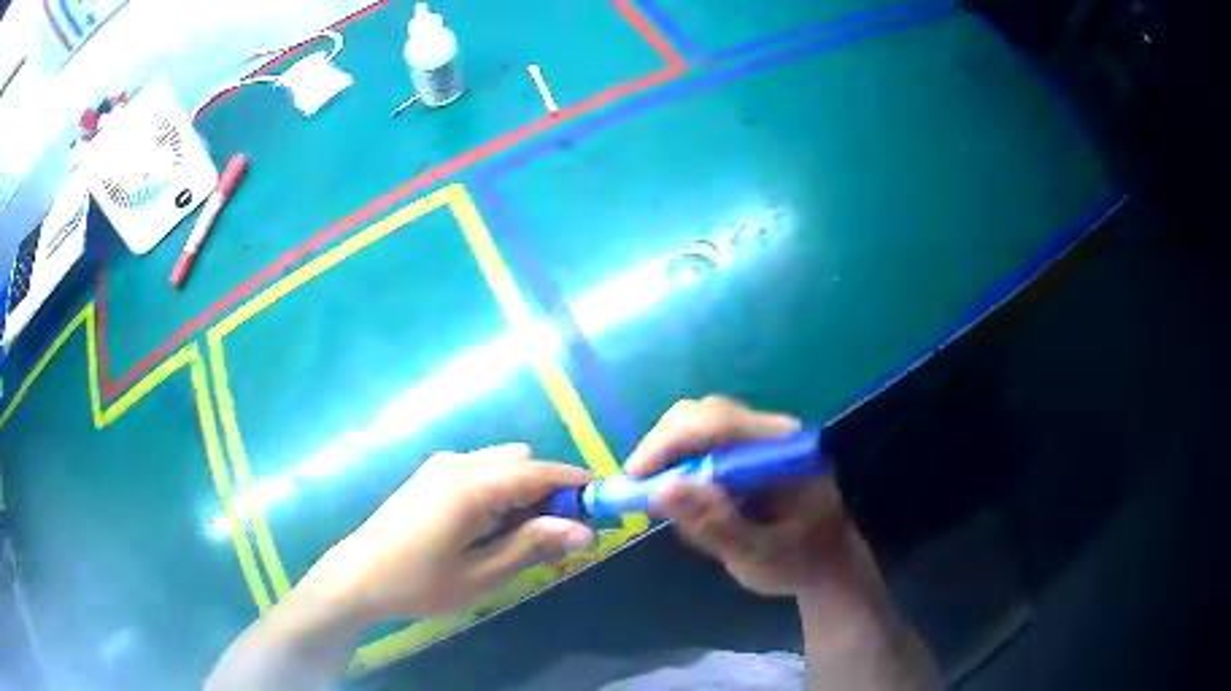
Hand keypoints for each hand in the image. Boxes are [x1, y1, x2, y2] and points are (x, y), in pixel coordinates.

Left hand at [309, 443, 594, 621]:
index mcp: (472, 485)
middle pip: (523, 461)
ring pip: (503, 463)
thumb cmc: (419, 582)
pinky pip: (481, 469)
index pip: (540, 471)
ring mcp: (441, 465)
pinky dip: (502, 489)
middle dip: (551, 489)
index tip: (605, 502)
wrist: (357, 575)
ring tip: (526, 534)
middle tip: (561, 532)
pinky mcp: (431, 474)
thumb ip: (533, 545)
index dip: (578, 483)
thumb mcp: (482, 574)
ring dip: (526, 489)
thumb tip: (586, 531)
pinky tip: (494, 526)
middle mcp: (459, 462)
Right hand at [627, 396, 856, 597]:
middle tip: (638, 487)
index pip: (720, 423)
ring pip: (700, 425)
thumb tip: (660, 490)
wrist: (828, 564)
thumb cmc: (799, 563)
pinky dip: (682, 465)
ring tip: (658, 497)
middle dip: (664, 448)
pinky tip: (684, 497)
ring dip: (670, 457)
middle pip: (705, 414)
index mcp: (785, 451)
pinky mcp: (751, 450)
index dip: (670, 443)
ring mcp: (762, 438)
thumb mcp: (757, 556)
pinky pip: (705, 442)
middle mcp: (774, 433)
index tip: (635, 476)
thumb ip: (713, 525)